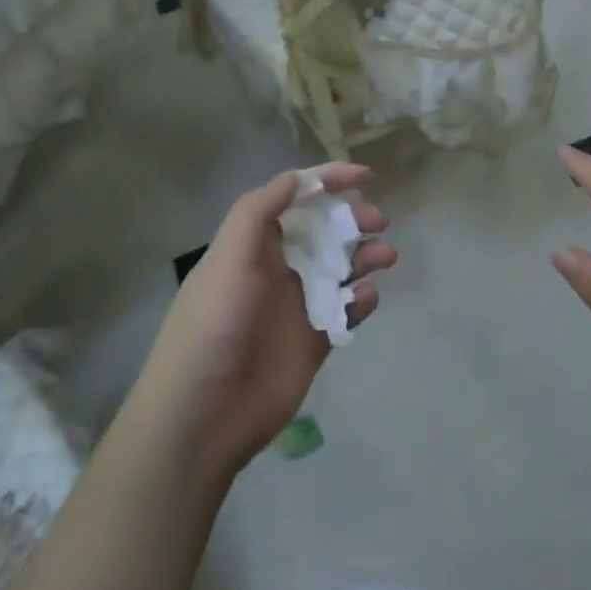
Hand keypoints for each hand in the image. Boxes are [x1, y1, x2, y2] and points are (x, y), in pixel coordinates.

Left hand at [130, 164, 395, 482]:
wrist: (204, 415)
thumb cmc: (213, 325)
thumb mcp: (228, 258)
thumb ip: (259, 212)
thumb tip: (296, 178)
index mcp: (255, 245)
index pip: (295, 200)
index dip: (327, 182)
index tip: (364, 175)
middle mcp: (279, 268)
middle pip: (325, 230)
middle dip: (353, 218)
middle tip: (379, 221)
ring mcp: (299, 305)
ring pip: (342, 268)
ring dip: (365, 256)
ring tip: (386, 257)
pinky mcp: (315, 340)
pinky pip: (347, 310)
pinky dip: (362, 300)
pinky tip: (366, 299)